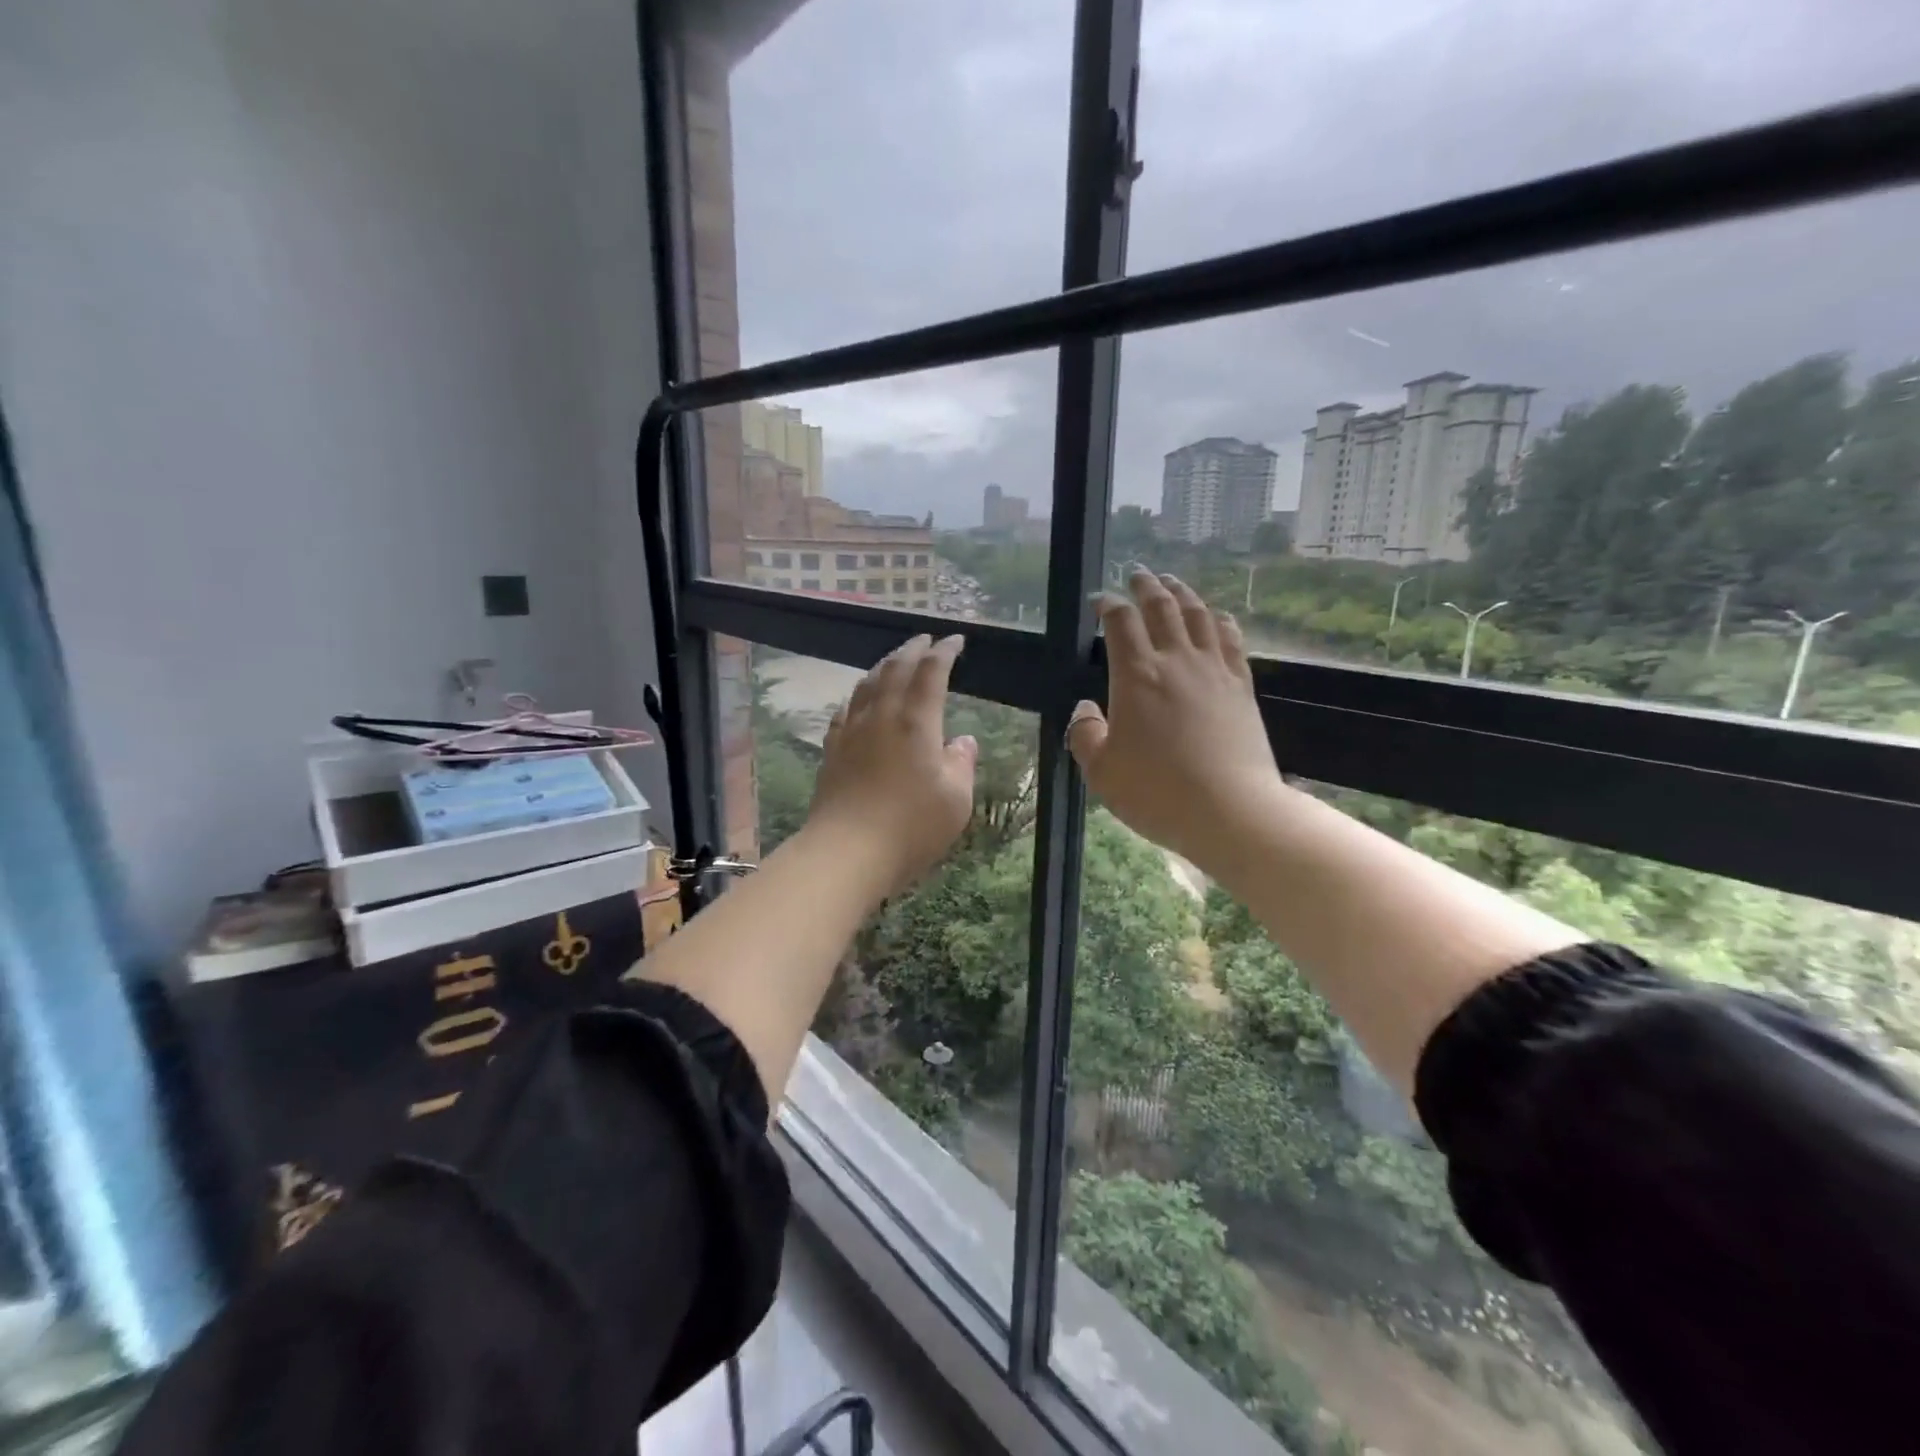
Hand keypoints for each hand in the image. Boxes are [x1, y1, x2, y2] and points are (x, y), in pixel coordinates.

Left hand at [804, 633, 977, 901]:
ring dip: (884, 665)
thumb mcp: (956, 800)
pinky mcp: (832, 750)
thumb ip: (962, 764)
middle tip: (925, 639)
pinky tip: (860, 700)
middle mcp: (882, 716)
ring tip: (895, 660)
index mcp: (917, 721)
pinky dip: (859, 694)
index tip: (955, 641)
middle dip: (912, 649)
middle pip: (895, 669)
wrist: (846, 852)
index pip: (931, 672)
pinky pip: (846, 709)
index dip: (944, 651)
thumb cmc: (911, 827)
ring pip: (867, 684)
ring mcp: (852, 731)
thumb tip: (963, 741)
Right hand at [1068, 569, 1283, 866]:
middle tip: (1137, 574)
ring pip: (1198, 615)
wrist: (1230, 811)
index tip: (1100, 601)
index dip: (1108, 604)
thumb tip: (1086, 709)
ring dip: (1183, 594)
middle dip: (1146, 586)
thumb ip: (1085, 734)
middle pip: (1162, 607)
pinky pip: (1231, 640)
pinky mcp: (1241, 687)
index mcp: (1136, 676)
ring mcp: (1214, 671)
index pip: (1121, 623)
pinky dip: (1220, 621)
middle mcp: (1176, 661)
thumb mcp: (1101, 771)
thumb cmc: (1156, 793)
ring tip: (1173, 584)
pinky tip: (1217, 617)